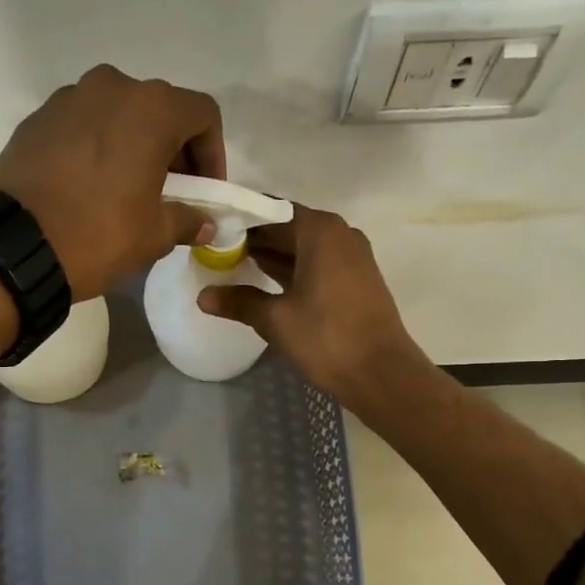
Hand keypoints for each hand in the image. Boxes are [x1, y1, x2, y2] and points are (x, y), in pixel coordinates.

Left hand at [0, 65, 223, 300]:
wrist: (15, 246)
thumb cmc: (99, 234)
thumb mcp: (154, 234)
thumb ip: (189, 219)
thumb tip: (206, 222)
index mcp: (150, 108)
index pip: (202, 114)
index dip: (212, 152)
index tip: (205, 189)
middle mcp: (111, 87)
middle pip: (159, 109)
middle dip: (173, 148)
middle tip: (172, 190)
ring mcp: (68, 99)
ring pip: (118, 113)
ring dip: (133, 143)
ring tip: (127, 187)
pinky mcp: (36, 119)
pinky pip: (82, 124)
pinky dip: (96, 146)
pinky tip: (89, 185)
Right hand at [198, 204, 426, 407]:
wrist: (381, 373)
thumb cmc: (327, 337)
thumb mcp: (275, 319)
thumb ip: (239, 301)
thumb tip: (202, 296)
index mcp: (320, 230)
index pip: (270, 210)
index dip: (240, 220)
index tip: (212, 230)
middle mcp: (339, 234)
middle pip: (287, 227)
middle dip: (254, 240)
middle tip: (215, 251)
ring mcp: (352, 257)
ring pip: (302, 247)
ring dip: (271, 256)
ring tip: (231, 267)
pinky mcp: (356, 279)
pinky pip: (316, 263)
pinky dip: (291, 270)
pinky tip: (264, 285)